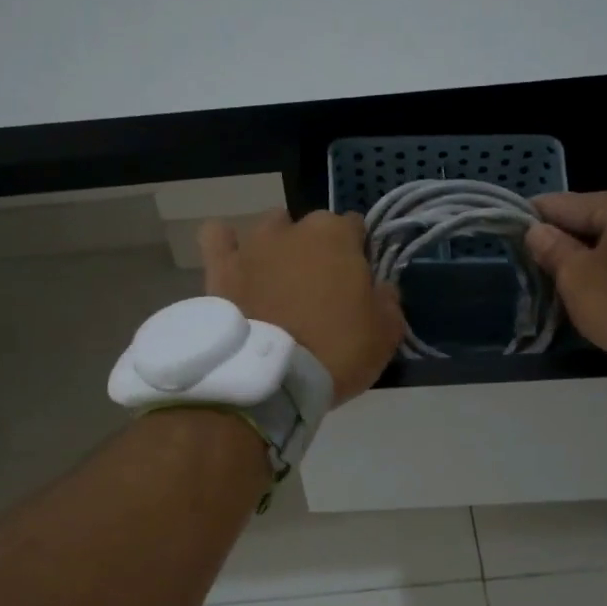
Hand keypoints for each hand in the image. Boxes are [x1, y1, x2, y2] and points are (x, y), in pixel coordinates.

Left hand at [200, 209, 403, 405]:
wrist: (270, 378)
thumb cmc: (336, 351)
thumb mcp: (385, 334)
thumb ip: (389, 301)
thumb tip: (382, 287)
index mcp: (338, 236)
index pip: (356, 227)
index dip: (359, 253)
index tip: (359, 283)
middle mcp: (294, 228)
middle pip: (313, 227)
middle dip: (319, 250)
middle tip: (321, 290)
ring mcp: (253, 245)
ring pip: (270, 228)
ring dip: (279, 246)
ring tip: (279, 280)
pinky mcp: (220, 267)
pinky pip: (217, 237)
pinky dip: (226, 245)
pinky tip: (234, 262)